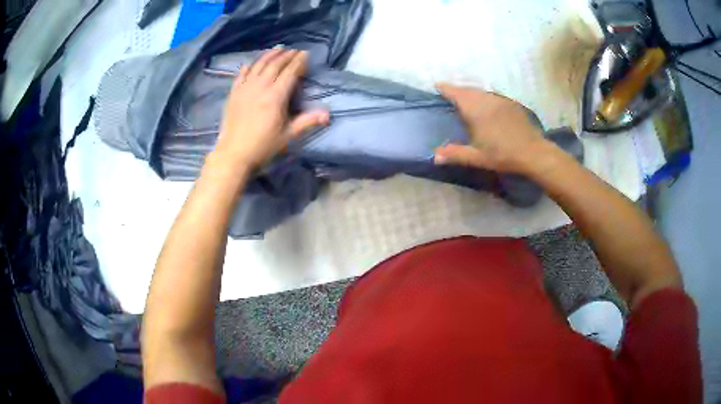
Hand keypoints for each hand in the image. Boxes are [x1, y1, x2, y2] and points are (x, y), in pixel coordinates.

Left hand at [214, 48, 329, 169]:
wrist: (233, 155)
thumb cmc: (263, 147)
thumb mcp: (288, 135)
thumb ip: (307, 122)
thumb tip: (328, 114)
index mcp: (276, 96)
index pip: (290, 72)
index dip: (299, 61)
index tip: (305, 53)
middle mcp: (260, 87)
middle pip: (275, 65)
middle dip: (287, 55)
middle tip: (295, 50)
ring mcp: (245, 88)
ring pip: (259, 65)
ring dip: (269, 55)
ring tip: (278, 49)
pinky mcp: (233, 93)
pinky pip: (241, 74)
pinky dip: (249, 66)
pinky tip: (252, 63)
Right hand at [433, 84, 548, 173]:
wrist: (534, 152)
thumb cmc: (503, 155)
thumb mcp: (477, 157)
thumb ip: (455, 154)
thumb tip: (434, 156)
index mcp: (476, 110)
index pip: (456, 92)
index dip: (445, 88)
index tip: (436, 86)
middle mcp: (487, 99)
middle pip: (468, 90)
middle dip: (457, 90)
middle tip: (450, 96)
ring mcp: (501, 100)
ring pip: (481, 92)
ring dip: (472, 93)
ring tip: (467, 101)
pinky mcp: (512, 104)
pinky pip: (493, 96)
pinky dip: (485, 98)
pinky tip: (487, 107)